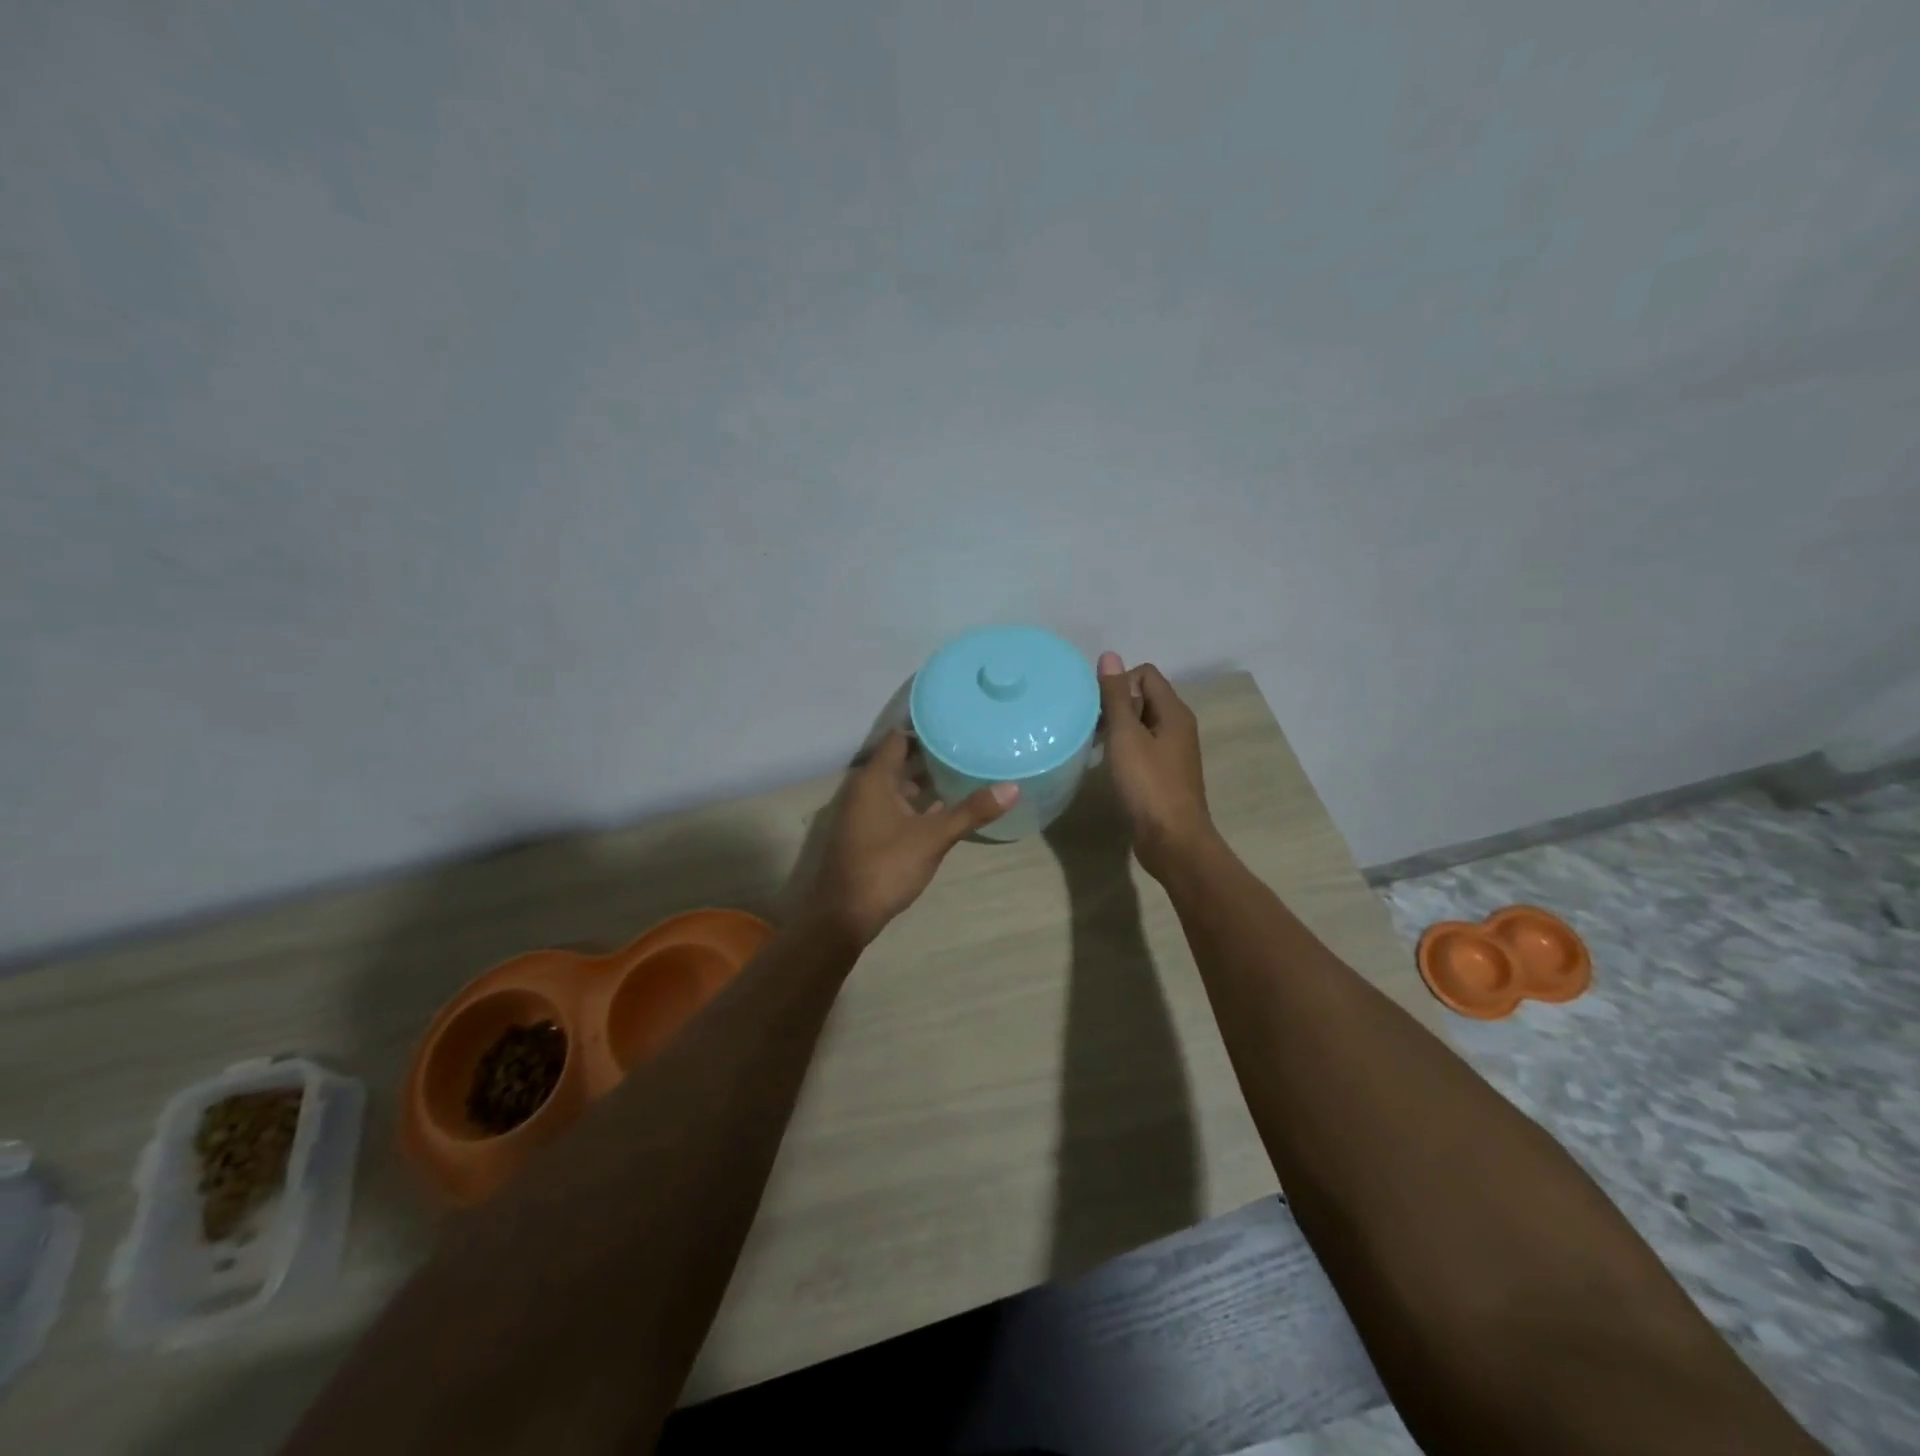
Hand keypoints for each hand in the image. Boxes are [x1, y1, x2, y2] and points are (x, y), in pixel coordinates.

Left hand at [802, 731, 1017, 947]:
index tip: (955, 724)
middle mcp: (864, 789)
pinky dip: (915, 805)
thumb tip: (1012, 787)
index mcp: (874, 780)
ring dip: (924, 782)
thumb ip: (971, 812)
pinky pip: (893, 807)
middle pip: (899, 761)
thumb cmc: (886, 866)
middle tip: (967, 747)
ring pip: (897, 787)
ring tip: (961, 774)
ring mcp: (863, 813)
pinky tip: (942, 810)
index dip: (925, 729)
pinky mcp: (866, 834)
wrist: (844, 915)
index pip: (899, 739)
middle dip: (930, 756)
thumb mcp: (933, 838)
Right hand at [1097, 653, 1214, 879]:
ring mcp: (1173, 751)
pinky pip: (1142, 747)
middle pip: (1143, 697)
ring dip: (1118, 728)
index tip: (1098, 709)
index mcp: (1174, 712)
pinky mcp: (1165, 773)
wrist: (1172, 839)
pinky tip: (1109, 765)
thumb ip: (1115, 697)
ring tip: (1096, 746)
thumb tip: (1109, 656)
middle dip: (1115, 705)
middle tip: (1092, 728)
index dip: (1118, 683)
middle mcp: (1178, 726)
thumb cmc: (1148, 784)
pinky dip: (1124, 749)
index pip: (1145, 674)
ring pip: (1141, 724)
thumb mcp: (1126, 736)